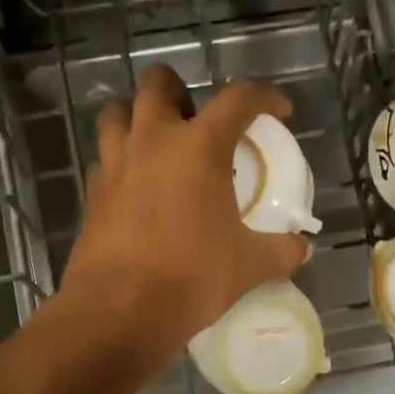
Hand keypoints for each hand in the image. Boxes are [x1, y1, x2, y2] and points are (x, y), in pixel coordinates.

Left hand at [60, 65, 309, 360]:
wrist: (120, 310)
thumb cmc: (191, 277)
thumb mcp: (249, 265)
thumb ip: (281, 251)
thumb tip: (302, 248)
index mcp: (200, 146)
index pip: (239, 98)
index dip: (265, 97)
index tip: (278, 111)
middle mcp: (153, 140)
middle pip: (159, 83)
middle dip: (179, 90)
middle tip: (197, 121)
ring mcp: (116, 163)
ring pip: (117, 113)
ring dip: (138, 117)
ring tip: (159, 145)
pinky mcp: (92, 192)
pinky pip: (104, 158)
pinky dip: (121, 161)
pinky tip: (136, 188)